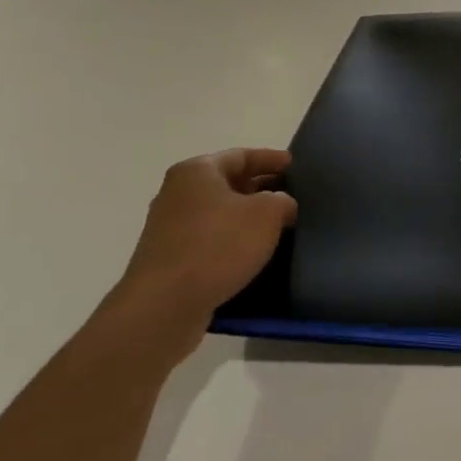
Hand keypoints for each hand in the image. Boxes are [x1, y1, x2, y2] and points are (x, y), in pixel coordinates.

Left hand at [104, 148, 297, 366]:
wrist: (164, 305)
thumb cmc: (218, 245)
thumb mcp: (267, 213)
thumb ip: (283, 200)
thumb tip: (282, 205)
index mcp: (197, 172)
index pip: (241, 155)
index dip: (271, 158)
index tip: (296, 166)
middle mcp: (178, 193)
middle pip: (228, 182)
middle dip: (262, 187)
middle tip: (293, 195)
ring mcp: (170, 227)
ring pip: (220, 212)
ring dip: (248, 216)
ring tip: (280, 225)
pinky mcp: (170, 258)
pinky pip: (210, 238)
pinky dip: (233, 240)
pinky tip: (255, 252)